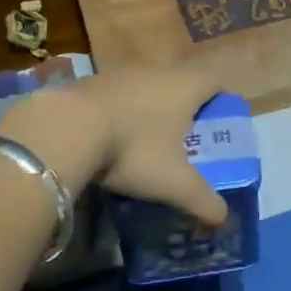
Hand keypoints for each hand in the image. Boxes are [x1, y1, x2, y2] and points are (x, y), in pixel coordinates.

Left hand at [0, 69, 228, 226]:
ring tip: (150, 142)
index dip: (222, 99)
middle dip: (187, 109)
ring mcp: (122, 74)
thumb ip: (202, 200)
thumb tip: (223, 219)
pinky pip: (119, 96)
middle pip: (181, 83)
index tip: (222, 122)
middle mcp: (157, 71)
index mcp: (185, 87)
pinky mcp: (92, 82)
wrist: (67, 128)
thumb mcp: (173, 183)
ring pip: (148, 88)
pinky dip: (123, 113)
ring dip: (152, 110)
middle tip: (188, 139)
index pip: (215, 82)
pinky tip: (113, 139)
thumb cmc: (134, 149)